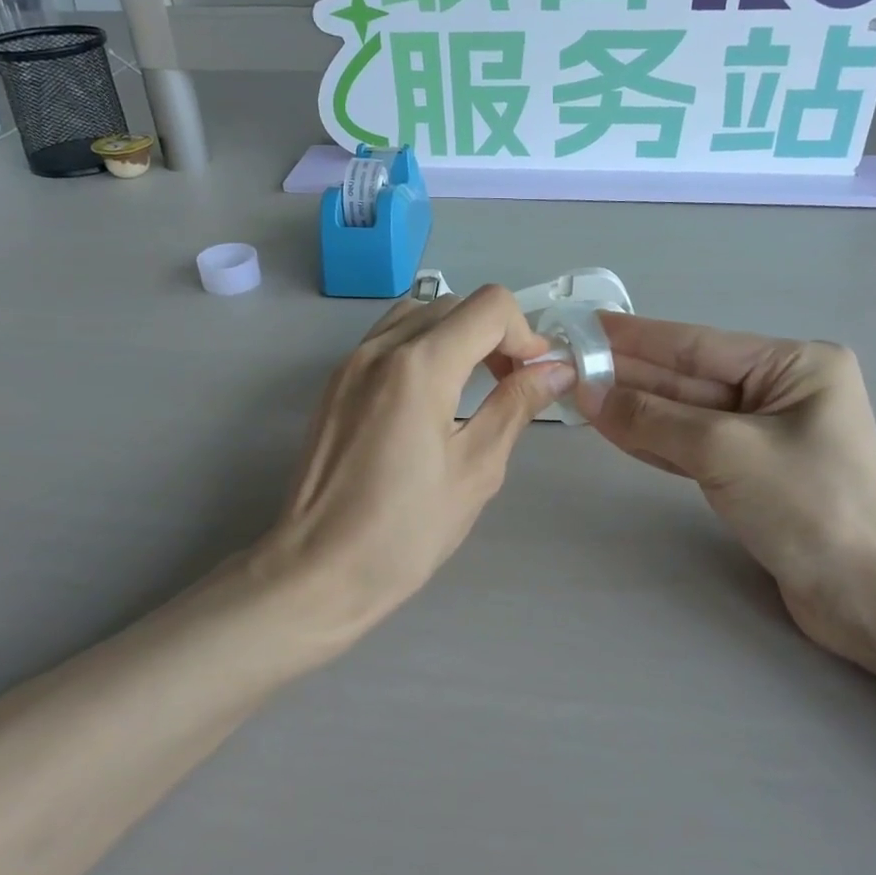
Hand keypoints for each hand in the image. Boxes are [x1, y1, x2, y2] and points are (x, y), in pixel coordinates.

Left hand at [258, 286, 574, 636]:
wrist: (319, 570)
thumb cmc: (406, 531)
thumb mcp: (477, 469)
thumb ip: (516, 406)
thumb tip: (556, 370)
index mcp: (419, 366)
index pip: (490, 307)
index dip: (525, 334)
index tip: (534, 376)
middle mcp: (380, 348)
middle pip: (455, 304)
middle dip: (494, 334)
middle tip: (510, 385)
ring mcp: (350, 362)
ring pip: (418, 314)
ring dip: (456, 336)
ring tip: (470, 387)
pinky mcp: (335, 383)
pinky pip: (388, 339)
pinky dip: (422, 348)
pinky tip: (430, 399)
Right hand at [582, 315, 875, 665]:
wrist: (869, 596)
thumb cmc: (809, 505)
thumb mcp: (725, 451)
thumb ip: (653, 418)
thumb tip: (588, 392)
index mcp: (794, 365)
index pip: (697, 345)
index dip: (637, 337)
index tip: (587, 325)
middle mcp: (781, 392)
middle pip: (688, 379)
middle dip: (630, 374)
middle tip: (570, 364)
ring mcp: (766, 436)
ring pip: (686, 415)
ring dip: (635, 408)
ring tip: (580, 392)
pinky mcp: (753, 474)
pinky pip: (694, 447)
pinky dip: (655, 441)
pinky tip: (614, 428)